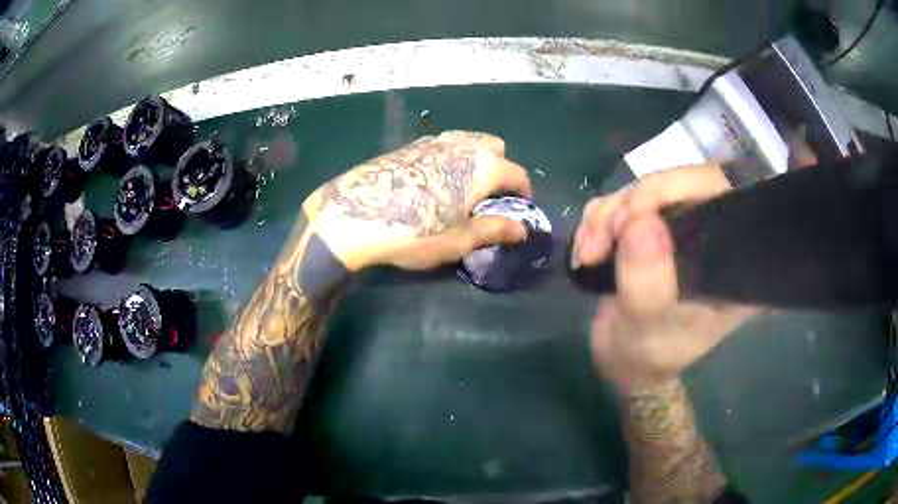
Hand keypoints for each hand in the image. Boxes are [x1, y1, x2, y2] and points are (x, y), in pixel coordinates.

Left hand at [302, 131, 531, 270]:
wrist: (353, 215)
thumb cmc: (414, 233)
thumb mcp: (458, 240)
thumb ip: (494, 230)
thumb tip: (522, 230)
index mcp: (482, 167)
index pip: (516, 173)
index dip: (523, 191)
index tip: (520, 205)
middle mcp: (462, 146)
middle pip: (494, 147)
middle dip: (501, 166)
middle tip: (490, 194)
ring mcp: (434, 140)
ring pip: (468, 141)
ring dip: (476, 158)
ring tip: (463, 186)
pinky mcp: (409, 144)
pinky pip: (443, 144)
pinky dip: (451, 156)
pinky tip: (434, 179)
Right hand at [572, 165, 757, 390]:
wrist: (623, 358)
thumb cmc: (647, 352)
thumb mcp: (648, 325)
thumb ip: (649, 280)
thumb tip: (640, 221)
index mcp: (733, 256)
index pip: (724, 195)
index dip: (681, 187)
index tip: (636, 216)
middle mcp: (712, 232)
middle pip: (679, 183)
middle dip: (632, 205)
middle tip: (602, 242)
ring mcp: (680, 224)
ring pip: (644, 189)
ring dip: (607, 216)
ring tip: (589, 255)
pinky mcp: (651, 223)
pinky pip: (623, 199)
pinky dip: (597, 220)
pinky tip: (588, 250)